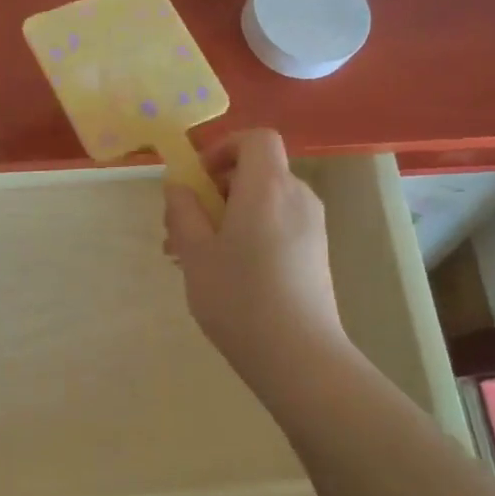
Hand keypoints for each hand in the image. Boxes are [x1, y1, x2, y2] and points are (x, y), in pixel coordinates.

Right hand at [163, 130, 348, 367]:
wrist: (298, 356)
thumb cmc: (239, 297)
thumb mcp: (195, 253)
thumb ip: (183, 211)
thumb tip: (179, 186)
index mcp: (267, 188)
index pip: (256, 139)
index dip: (224, 148)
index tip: (197, 179)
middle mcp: (297, 197)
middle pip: (257, 171)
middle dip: (216, 189)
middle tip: (183, 226)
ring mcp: (312, 226)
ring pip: (264, 202)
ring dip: (227, 215)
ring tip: (195, 256)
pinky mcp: (315, 252)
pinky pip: (277, 224)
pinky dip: (249, 232)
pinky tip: (224, 271)